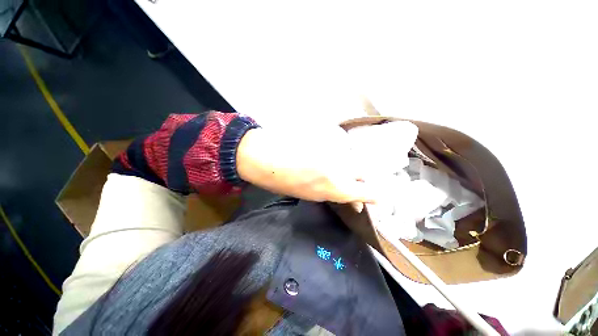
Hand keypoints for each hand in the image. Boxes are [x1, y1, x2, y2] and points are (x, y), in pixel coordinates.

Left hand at [236, 125, 375, 211]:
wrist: (264, 155)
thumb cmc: (283, 181)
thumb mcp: (311, 195)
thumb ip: (335, 194)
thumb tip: (352, 199)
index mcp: (335, 186)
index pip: (368, 191)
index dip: (377, 196)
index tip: (380, 198)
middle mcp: (340, 166)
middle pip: (364, 170)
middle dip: (361, 178)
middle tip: (349, 181)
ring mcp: (335, 149)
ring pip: (351, 158)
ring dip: (345, 165)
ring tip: (326, 166)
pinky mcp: (327, 135)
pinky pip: (339, 147)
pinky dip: (335, 153)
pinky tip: (320, 154)